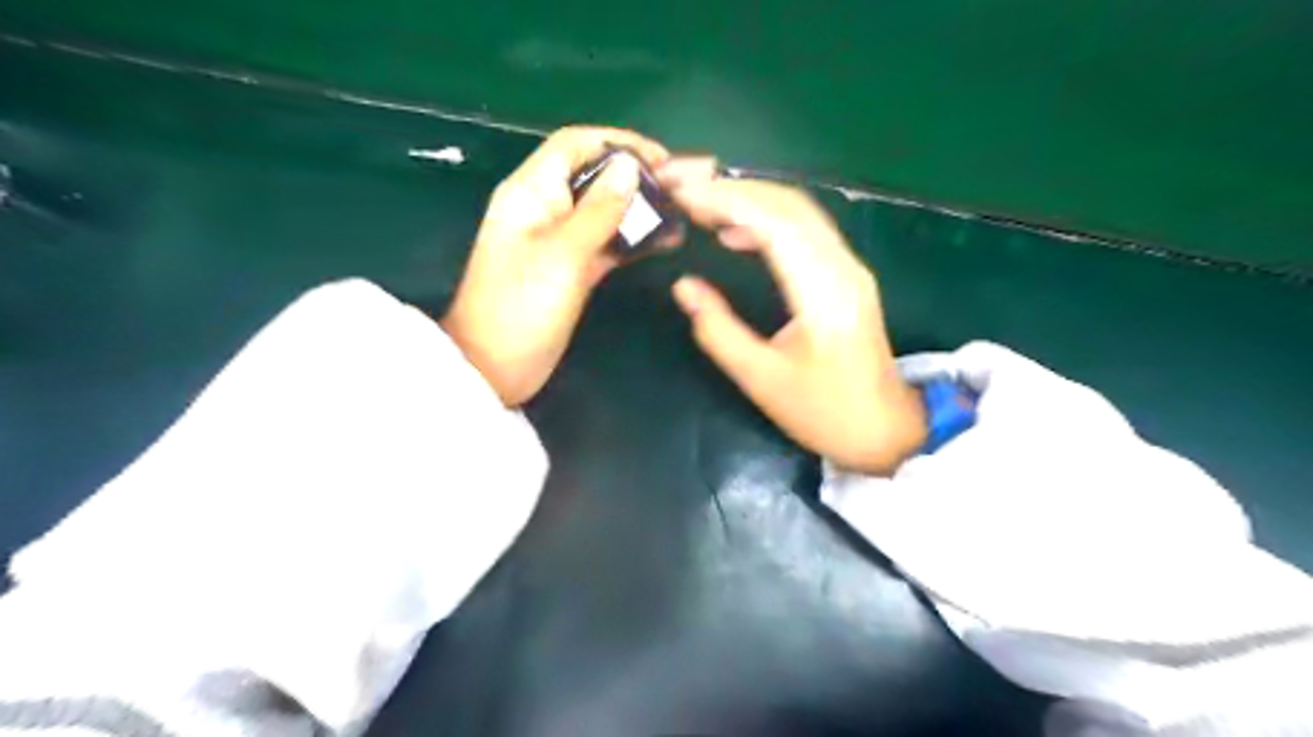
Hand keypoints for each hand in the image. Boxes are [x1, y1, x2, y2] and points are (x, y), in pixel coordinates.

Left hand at [443, 123, 667, 406]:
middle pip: (594, 175)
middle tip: (681, 190)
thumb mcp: (562, 255)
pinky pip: (607, 242)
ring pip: (604, 210)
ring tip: (680, 214)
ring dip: (639, 209)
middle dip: (636, 176)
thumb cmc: (521, 308)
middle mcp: (546, 208)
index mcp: (531, 192)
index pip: (575, 145)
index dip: (619, 143)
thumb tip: (629, 166)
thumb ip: (598, 211)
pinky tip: (665, 241)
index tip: (662, 160)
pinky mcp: (573, 269)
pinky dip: (633, 239)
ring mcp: (560, 241)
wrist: (495, 369)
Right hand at [661, 173, 925, 472]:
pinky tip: (736, 233)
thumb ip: (718, 330)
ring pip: (798, 211)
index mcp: (822, 293)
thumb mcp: (761, 379)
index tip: (682, 195)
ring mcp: (849, 268)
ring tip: (701, 205)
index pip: (773, 223)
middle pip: (788, 204)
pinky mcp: (847, 275)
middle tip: (683, 188)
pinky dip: (767, 219)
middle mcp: (841, 267)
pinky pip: (805, 230)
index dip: (725, 201)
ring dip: (750, 199)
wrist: (885, 430)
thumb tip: (684, 286)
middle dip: (733, 188)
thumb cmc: (823, 412)